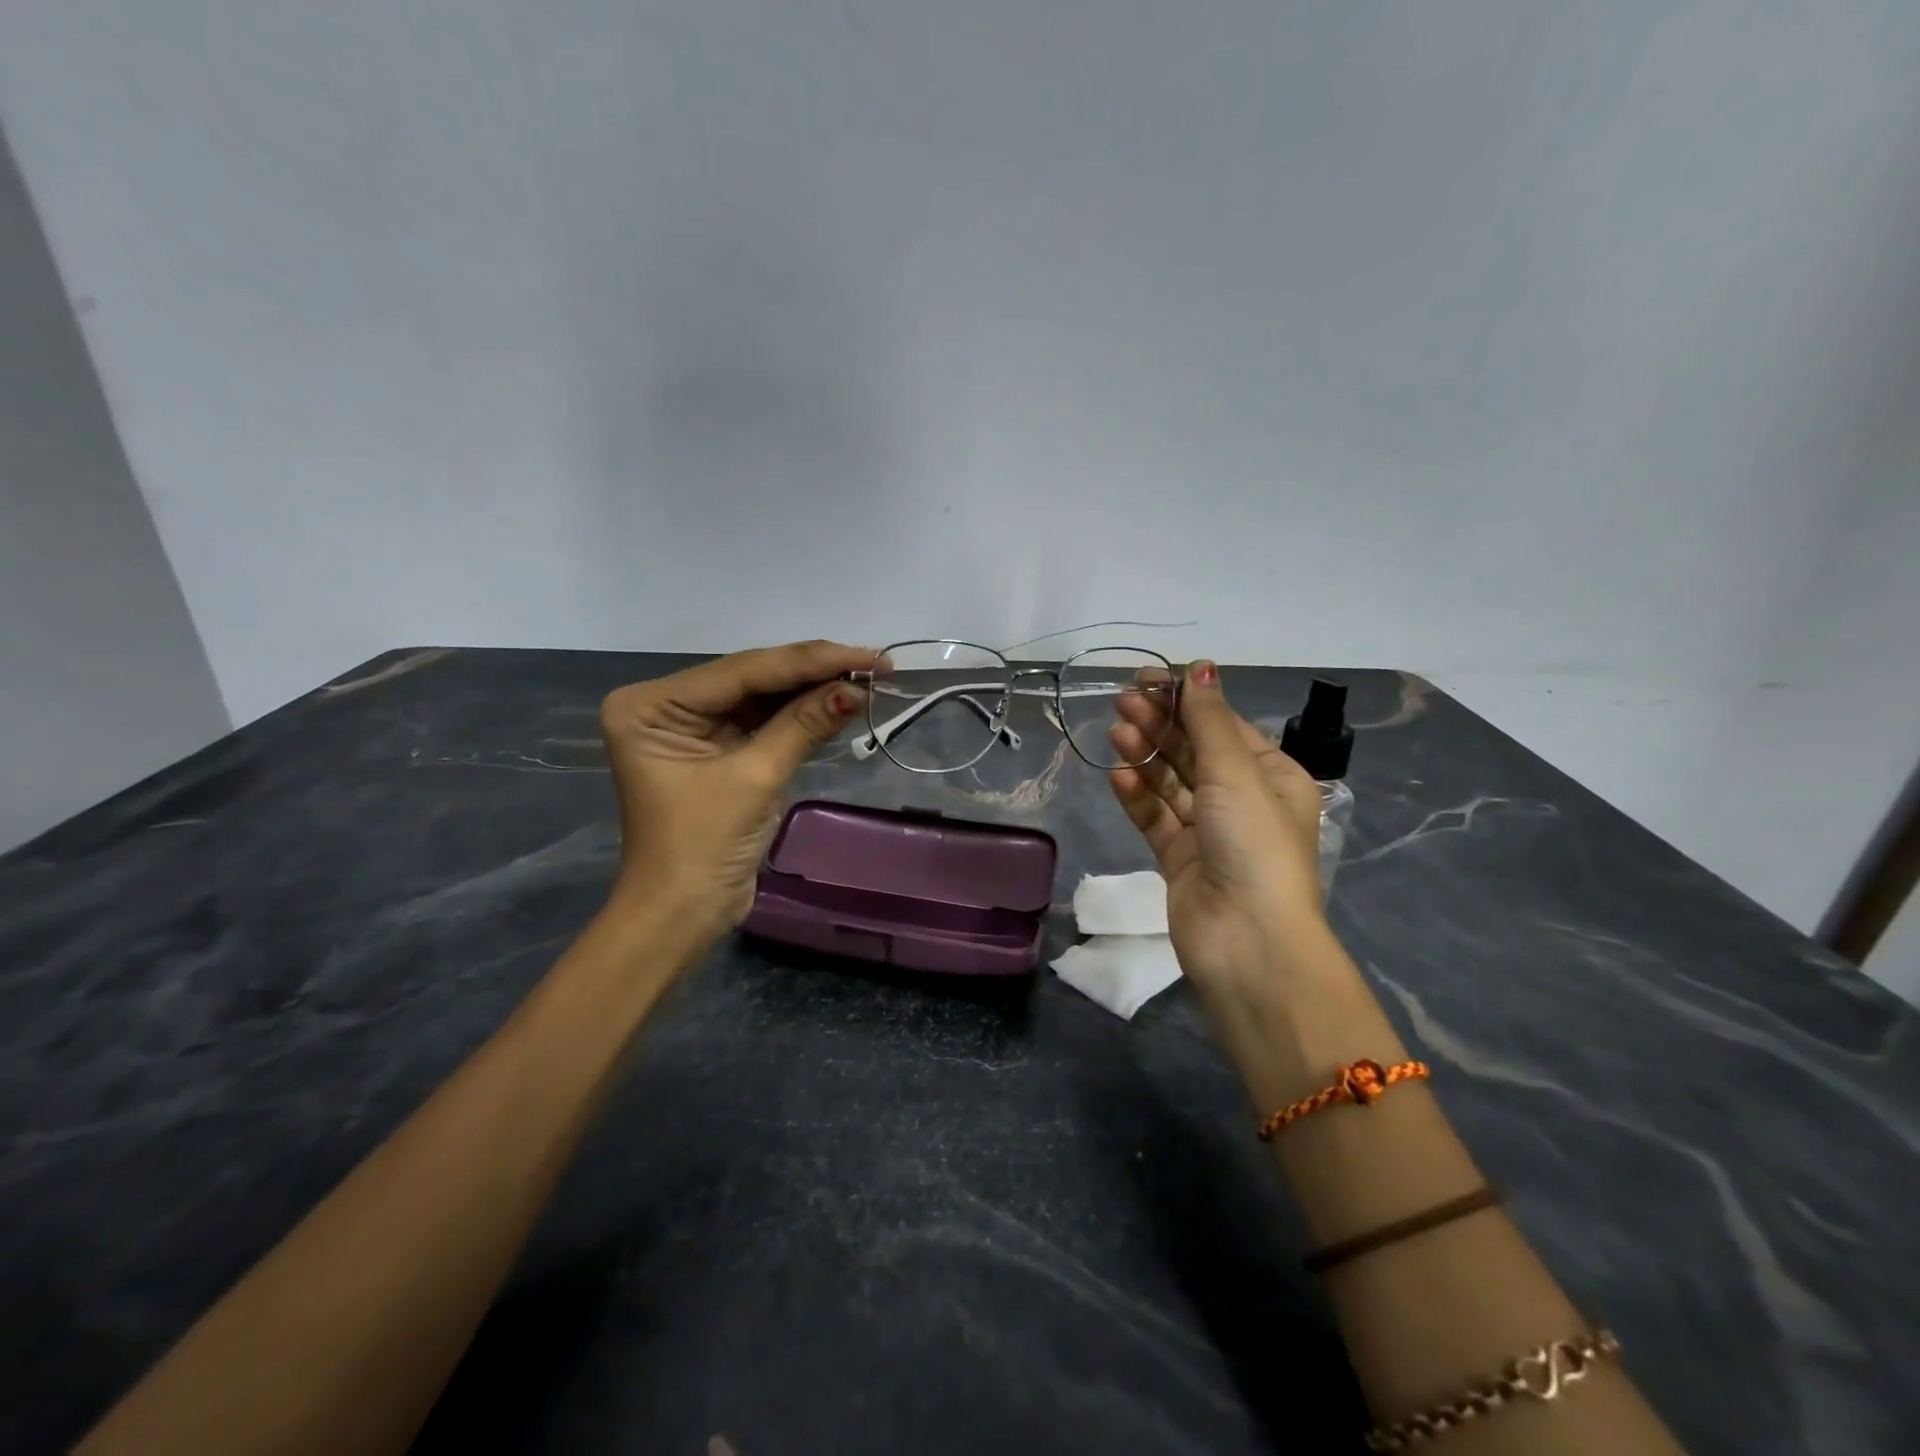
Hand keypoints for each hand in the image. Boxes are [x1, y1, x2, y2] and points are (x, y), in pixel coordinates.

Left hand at [599, 640, 875, 944]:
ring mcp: (691, 727)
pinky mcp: (716, 750)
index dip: (810, 661)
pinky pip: (764, 722)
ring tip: (869, 678)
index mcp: (652, 705)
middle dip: (815, 673)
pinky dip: (802, 716)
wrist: (683, 916)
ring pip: (763, 698)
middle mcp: (667, 706)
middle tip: (875, 664)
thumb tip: (856, 687)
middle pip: (753, 679)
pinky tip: (841, 701)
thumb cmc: (703, 847)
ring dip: (813, 692)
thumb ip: (803, 725)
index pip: (743, 670)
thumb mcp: (755, 778)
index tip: (867, 653)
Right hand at [1107, 661, 1330, 998]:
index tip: (1146, 679)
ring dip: (1146, 755)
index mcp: (1271, 776)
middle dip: (1160, 723)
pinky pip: (1155, 817)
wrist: (1247, 940)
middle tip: (1122, 702)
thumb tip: (1200, 665)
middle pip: (1193, 750)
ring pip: (1171, 782)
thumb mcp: (1236, 772)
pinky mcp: (1179, 858)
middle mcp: (1241, 800)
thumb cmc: (1253, 843)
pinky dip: (1137, 795)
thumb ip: (1209, 720)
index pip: (1223, 725)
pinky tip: (1118, 775)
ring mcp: (1209, 831)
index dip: (1186, 699)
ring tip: (1117, 732)